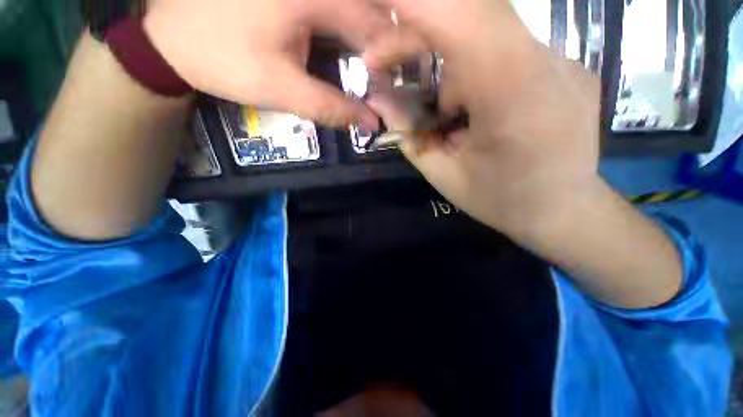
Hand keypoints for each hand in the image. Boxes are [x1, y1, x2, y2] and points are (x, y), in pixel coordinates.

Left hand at [144, 0, 390, 127]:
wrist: (170, 37)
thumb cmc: (224, 60)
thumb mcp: (281, 89)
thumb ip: (331, 107)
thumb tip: (370, 123)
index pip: (372, 24)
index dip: (388, 56)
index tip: (391, 83)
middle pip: (368, 7)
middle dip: (382, 41)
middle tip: (385, 73)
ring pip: (353, 3)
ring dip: (366, 31)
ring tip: (370, 61)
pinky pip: (334, 5)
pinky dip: (347, 23)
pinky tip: (347, 42)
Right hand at [363, 0, 600, 237]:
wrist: (565, 213)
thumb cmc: (501, 202)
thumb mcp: (443, 176)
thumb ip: (409, 135)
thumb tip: (380, 99)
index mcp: (515, 98)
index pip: (467, 20)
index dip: (418, 4)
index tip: (380, 8)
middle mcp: (548, 64)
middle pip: (473, 12)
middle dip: (417, 31)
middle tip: (383, 62)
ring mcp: (563, 60)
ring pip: (485, 31)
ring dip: (446, 61)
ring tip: (445, 112)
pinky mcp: (564, 65)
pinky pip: (504, 48)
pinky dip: (471, 68)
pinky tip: (472, 107)